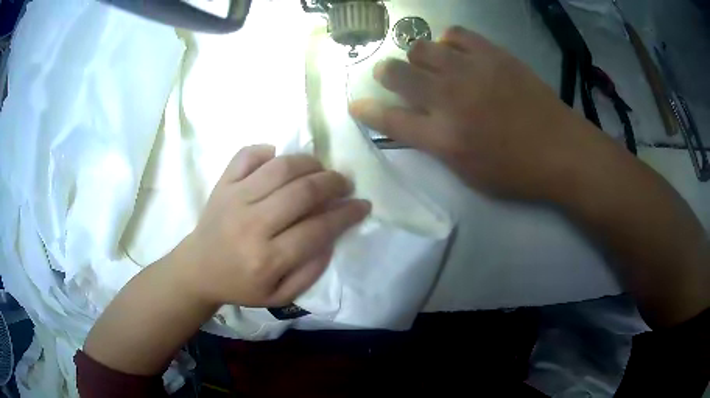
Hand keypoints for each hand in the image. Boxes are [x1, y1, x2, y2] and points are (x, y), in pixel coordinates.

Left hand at [176, 145, 370, 307]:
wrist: (198, 269)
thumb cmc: (240, 285)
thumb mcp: (280, 295)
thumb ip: (311, 270)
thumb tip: (332, 235)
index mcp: (267, 259)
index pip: (318, 229)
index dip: (347, 214)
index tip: (362, 205)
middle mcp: (251, 225)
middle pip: (302, 192)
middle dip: (333, 183)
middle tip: (344, 184)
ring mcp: (234, 199)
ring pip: (281, 167)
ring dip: (309, 163)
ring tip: (320, 170)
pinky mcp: (222, 184)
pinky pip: (247, 154)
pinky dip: (268, 151)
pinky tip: (279, 161)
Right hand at [350, 26, 598, 200]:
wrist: (561, 150)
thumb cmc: (516, 172)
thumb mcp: (469, 174)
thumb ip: (437, 146)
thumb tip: (417, 123)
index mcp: (443, 138)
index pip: (389, 119)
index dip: (367, 111)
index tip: (357, 105)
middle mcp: (450, 99)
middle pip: (397, 73)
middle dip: (387, 74)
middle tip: (393, 76)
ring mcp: (471, 71)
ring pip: (422, 47)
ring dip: (418, 56)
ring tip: (430, 64)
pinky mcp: (493, 54)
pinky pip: (457, 34)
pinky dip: (449, 41)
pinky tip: (456, 52)